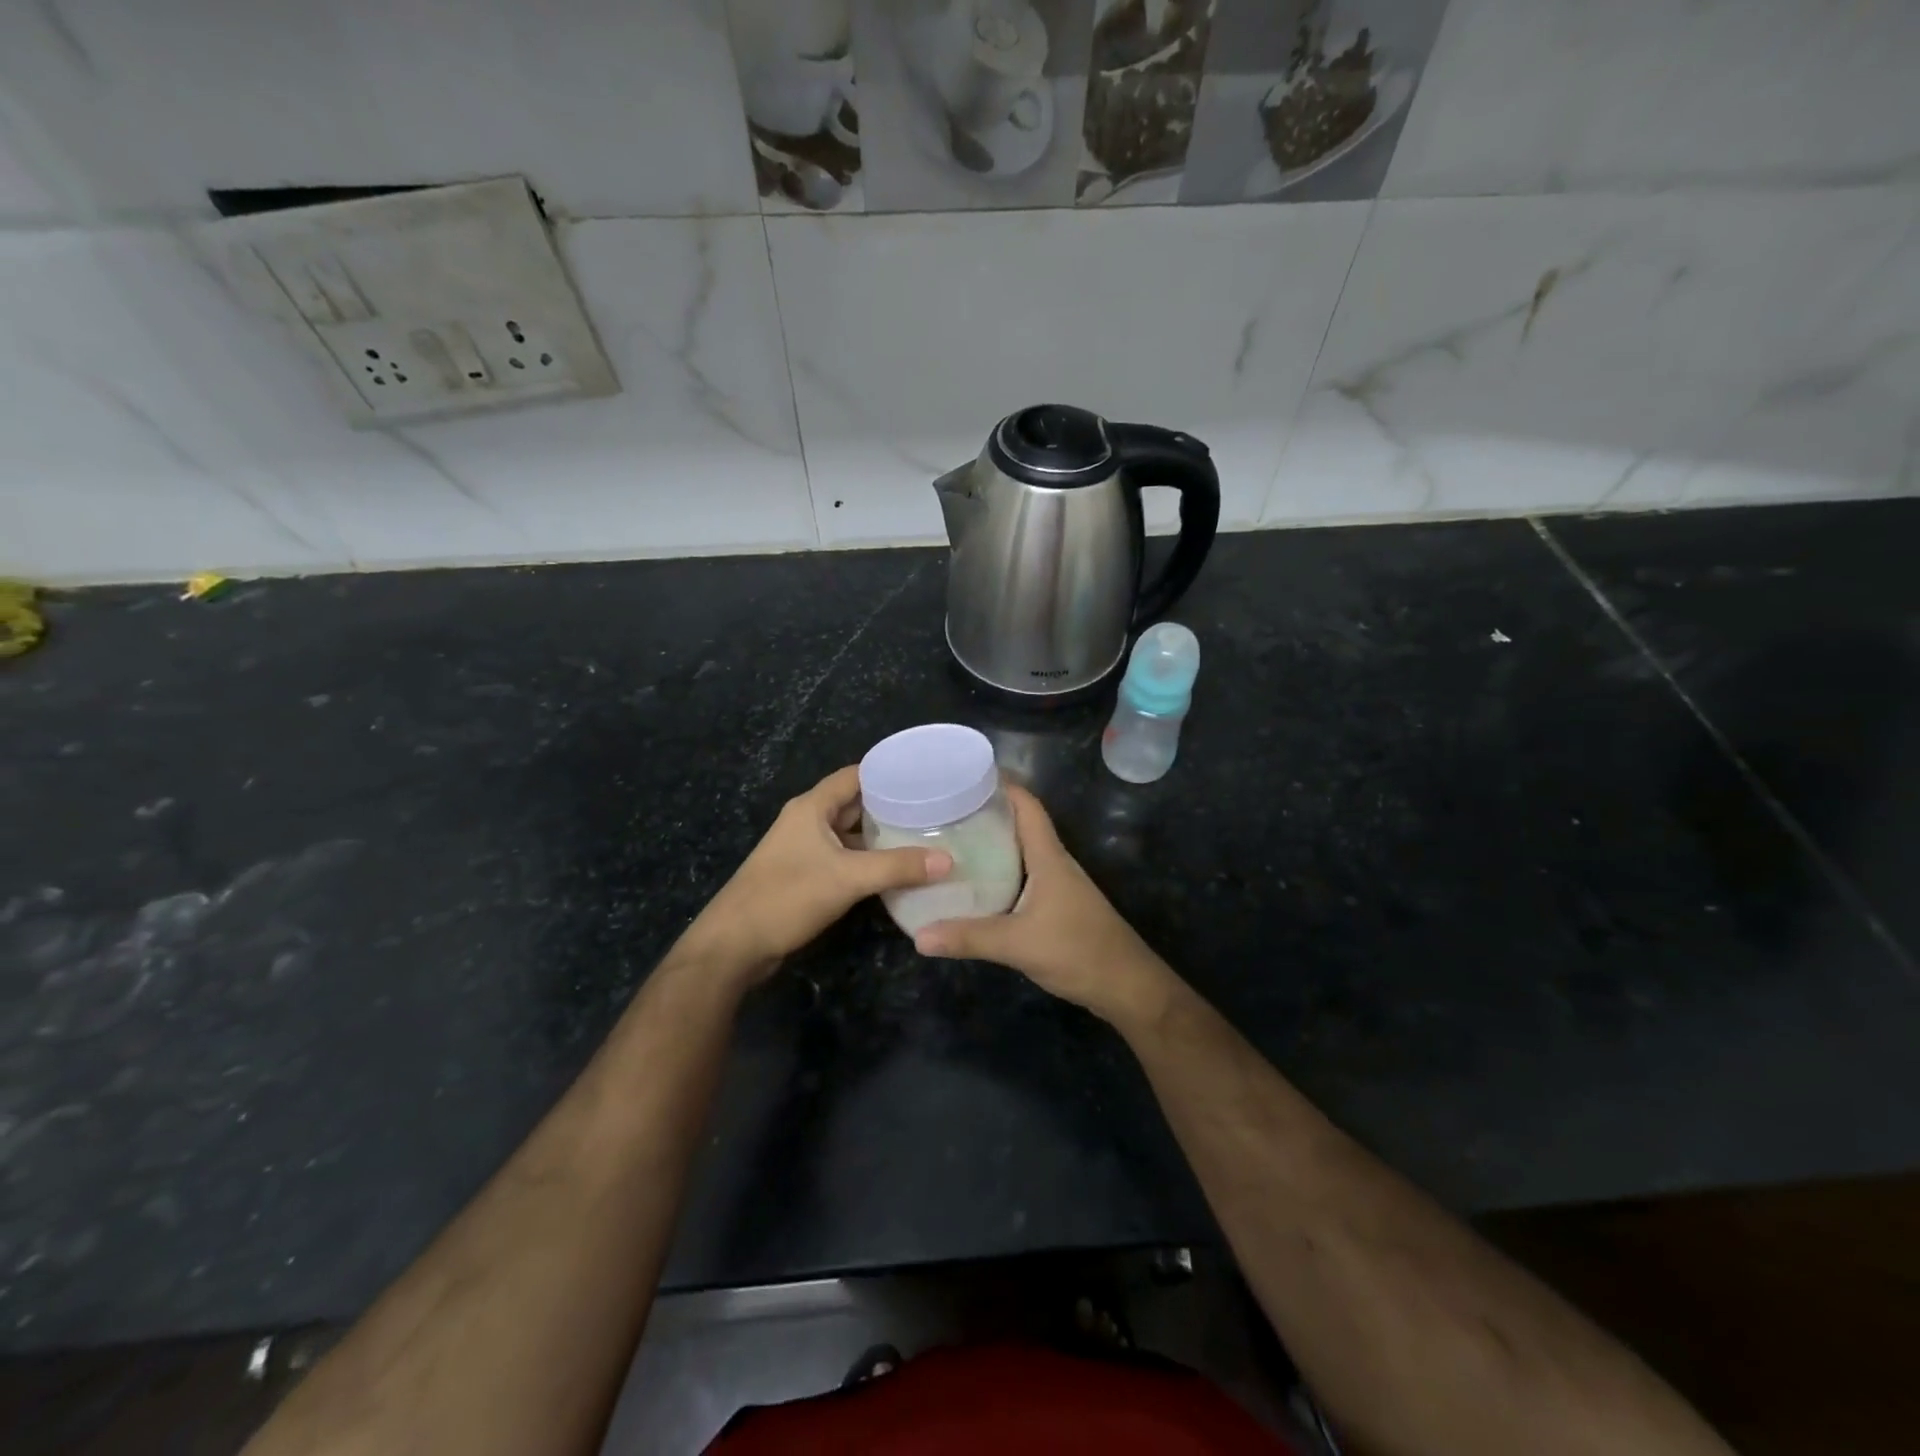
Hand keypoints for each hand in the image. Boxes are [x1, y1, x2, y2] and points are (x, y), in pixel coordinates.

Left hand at [684, 765, 950, 985]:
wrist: (734, 945)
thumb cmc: (787, 897)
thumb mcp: (847, 878)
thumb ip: (898, 867)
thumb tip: (948, 860)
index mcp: (812, 807)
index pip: (856, 775)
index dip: (889, 773)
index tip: (927, 777)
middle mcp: (808, 821)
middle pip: (856, 804)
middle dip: (892, 807)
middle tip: (936, 811)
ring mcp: (805, 850)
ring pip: (851, 835)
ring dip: (882, 837)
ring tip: (925, 838)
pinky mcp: (805, 876)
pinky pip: (845, 859)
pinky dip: (869, 861)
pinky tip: (897, 871)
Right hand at [914, 786, 1179, 1027]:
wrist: (1126, 986)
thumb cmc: (1078, 951)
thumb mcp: (1018, 944)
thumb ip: (969, 937)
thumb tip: (918, 936)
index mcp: (1049, 858)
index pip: (1028, 807)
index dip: (1003, 785)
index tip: (967, 774)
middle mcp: (1054, 863)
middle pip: (1022, 824)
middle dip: (989, 812)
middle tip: (946, 809)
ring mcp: (1059, 885)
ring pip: (1023, 852)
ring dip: (994, 842)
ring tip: (953, 840)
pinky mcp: (1058, 906)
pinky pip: (1024, 876)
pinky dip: (1001, 871)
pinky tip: (978, 884)